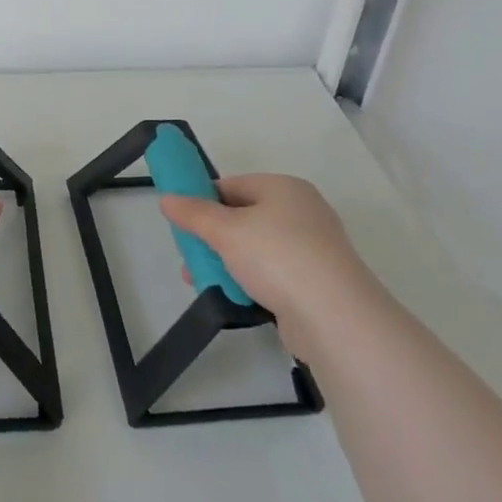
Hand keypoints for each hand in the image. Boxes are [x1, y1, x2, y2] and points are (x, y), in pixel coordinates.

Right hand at [157, 175, 373, 331]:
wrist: (334, 316)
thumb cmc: (277, 257)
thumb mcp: (225, 231)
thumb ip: (193, 213)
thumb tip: (167, 198)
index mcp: (283, 188)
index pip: (232, 185)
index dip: (202, 200)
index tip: (181, 223)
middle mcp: (301, 211)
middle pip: (242, 217)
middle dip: (211, 238)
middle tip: (188, 257)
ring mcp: (311, 247)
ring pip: (255, 248)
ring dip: (225, 263)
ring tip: (201, 282)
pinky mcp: (314, 280)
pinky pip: (271, 273)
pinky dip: (249, 281)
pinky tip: (232, 297)